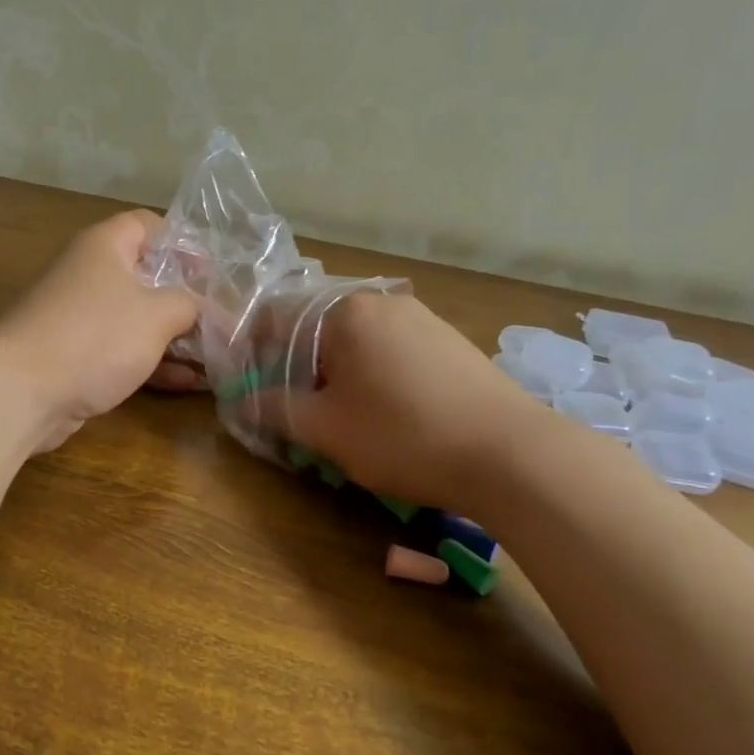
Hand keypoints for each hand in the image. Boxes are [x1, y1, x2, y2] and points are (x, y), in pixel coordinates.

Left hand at [0, 210, 201, 452]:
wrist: (22, 392)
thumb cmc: (95, 336)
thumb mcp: (157, 314)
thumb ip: (188, 304)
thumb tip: (202, 308)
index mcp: (106, 246)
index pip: (149, 225)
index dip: (183, 243)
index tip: (212, 273)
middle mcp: (91, 274)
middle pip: (147, 276)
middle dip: (186, 300)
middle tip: (222, 321)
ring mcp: (82, 317)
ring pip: (138, 319)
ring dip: (176, 338)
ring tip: (217, 359)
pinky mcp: (77, 356)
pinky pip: (124, 351)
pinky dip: (154, 363)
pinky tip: (189, 384)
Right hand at [254, 291, 537, 515]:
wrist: (510, 453)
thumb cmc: (402, 435)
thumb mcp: (326, 429)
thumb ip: (276, 408)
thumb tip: (243, 400)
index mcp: (344, 311)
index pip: (277, 317)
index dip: (254, 352)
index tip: (251, 389)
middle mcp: (382, 301)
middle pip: (318, 327)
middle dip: (298, 366)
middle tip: (296, 410)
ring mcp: (422, 318)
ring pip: (357, 340)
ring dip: (336, 372)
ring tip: (341, 417)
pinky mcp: (450, 341)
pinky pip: (392, 350)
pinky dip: (373, 374)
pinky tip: (387, 411)